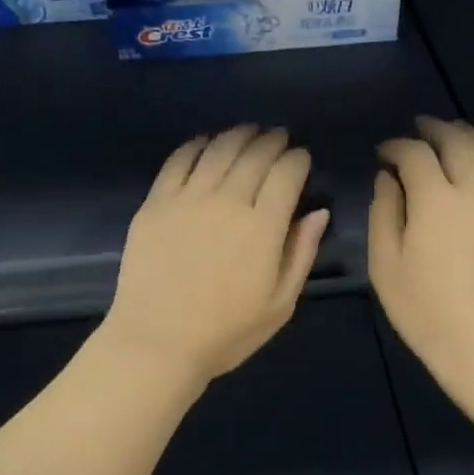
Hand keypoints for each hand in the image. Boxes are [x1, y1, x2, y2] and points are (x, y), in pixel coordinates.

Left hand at [102, 126, 329, 387]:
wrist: (156, 342)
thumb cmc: (225, 333)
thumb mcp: (280, 305)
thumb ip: (301, 253)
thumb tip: (318, 212)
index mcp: (263, 227)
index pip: (287, 173)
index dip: (298, 158)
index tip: (302, 157)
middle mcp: (227, 201)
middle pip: (255, 153)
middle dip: (273, 140)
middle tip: (279, 138)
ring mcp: (187, 198)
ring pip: (218, 149)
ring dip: (239, 135)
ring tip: (249, 132)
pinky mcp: (155, 202)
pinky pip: (179, 160)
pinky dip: (197, 144)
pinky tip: (206, 142)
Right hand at [370, 116, 473, 393]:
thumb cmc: (425, 311)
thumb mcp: (385, 266)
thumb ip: (384, 213)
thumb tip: (388, 178)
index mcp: (435, 201)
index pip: (415, 155)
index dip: (397, 147)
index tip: (384, 152)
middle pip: (458, 142)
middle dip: (435, 129)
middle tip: (419, 129)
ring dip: (471, 135)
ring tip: (455, 132)